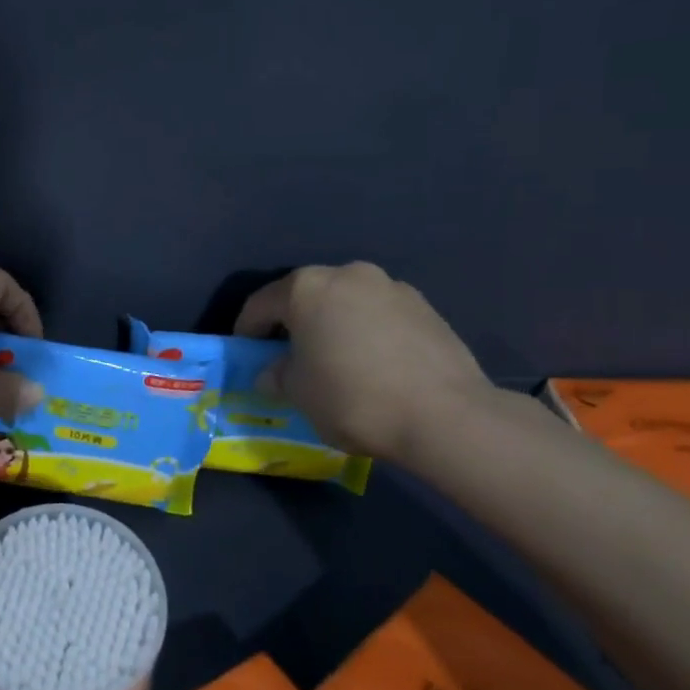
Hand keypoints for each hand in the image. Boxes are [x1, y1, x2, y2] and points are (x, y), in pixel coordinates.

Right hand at [235, 262, 493, 463]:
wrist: (445, 415)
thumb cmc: (353, 398)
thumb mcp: (298, 393)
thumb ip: (277, 375)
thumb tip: (274, 372)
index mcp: (307, 288)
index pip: (261, 304)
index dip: (247, 330)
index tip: (245, 353)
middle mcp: (347, 274)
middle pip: (306, 296)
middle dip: (293, 324)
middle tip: (289, 357)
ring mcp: (391, 287)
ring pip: (345, 303)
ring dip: (332, 325)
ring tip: (336, 361)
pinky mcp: (425, 307)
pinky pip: (379, 315)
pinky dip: (367, 332)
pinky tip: (373, 365)